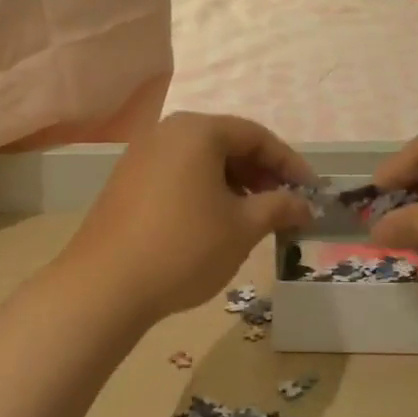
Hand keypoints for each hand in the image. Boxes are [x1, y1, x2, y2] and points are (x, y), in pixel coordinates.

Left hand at [59, 113, 313, 321]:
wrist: (106, 285)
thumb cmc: (185, 247)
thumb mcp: (242, 228)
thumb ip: (279, 207)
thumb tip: (304, 205)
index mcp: (198, 131)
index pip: (256, 136)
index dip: (290, 163)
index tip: (311, 191)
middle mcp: (168, 132)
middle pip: (227, 143)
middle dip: (261, 173)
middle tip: (284, 204)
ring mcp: (142, 154)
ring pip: (202, 159)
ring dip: (234, 182)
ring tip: (253, 216)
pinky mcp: (127, 180)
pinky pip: (178, 173)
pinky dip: (205, 189)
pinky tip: (214, 221)